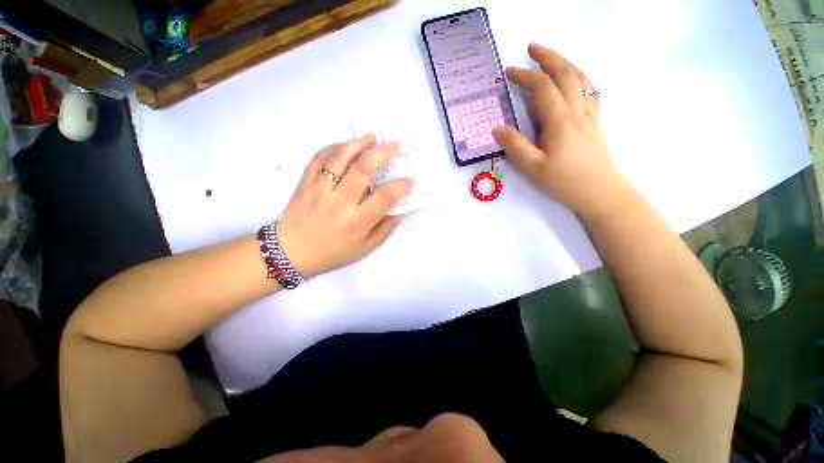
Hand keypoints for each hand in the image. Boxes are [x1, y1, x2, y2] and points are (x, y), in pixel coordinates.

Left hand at [276, 135, 412, 276]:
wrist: (291, 252)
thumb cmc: (332, 253)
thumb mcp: (364, 249)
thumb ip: (384, 230)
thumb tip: (399, 211)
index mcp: (356, 222)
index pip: (383, 199)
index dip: (399, 187)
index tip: (409, 179)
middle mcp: (339, 203)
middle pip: (362, 171)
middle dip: (382, 154)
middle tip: (394, 145)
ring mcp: (319, 189)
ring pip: (339, 158)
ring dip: (359, 143)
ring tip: (373, 137)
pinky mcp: (305, 182)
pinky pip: (319, 158)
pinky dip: (334, 147)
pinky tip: (347, 145)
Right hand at [492, 43, 631, 219]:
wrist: (599, 192)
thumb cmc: (564, 181)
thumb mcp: (533, 167)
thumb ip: (514, 146)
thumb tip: (497, 128)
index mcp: (560, 120)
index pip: (542, 87)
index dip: (525, 76)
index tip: (509, 71)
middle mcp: (577, 110)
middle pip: (565, 73)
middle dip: (548, 57)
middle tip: (532, 47)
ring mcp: (589, 114)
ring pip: (581, 78)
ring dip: (565, 63)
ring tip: (551, 58)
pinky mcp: (595, 122)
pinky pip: (590, 91)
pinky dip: (581, 78)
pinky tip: (576, 80)